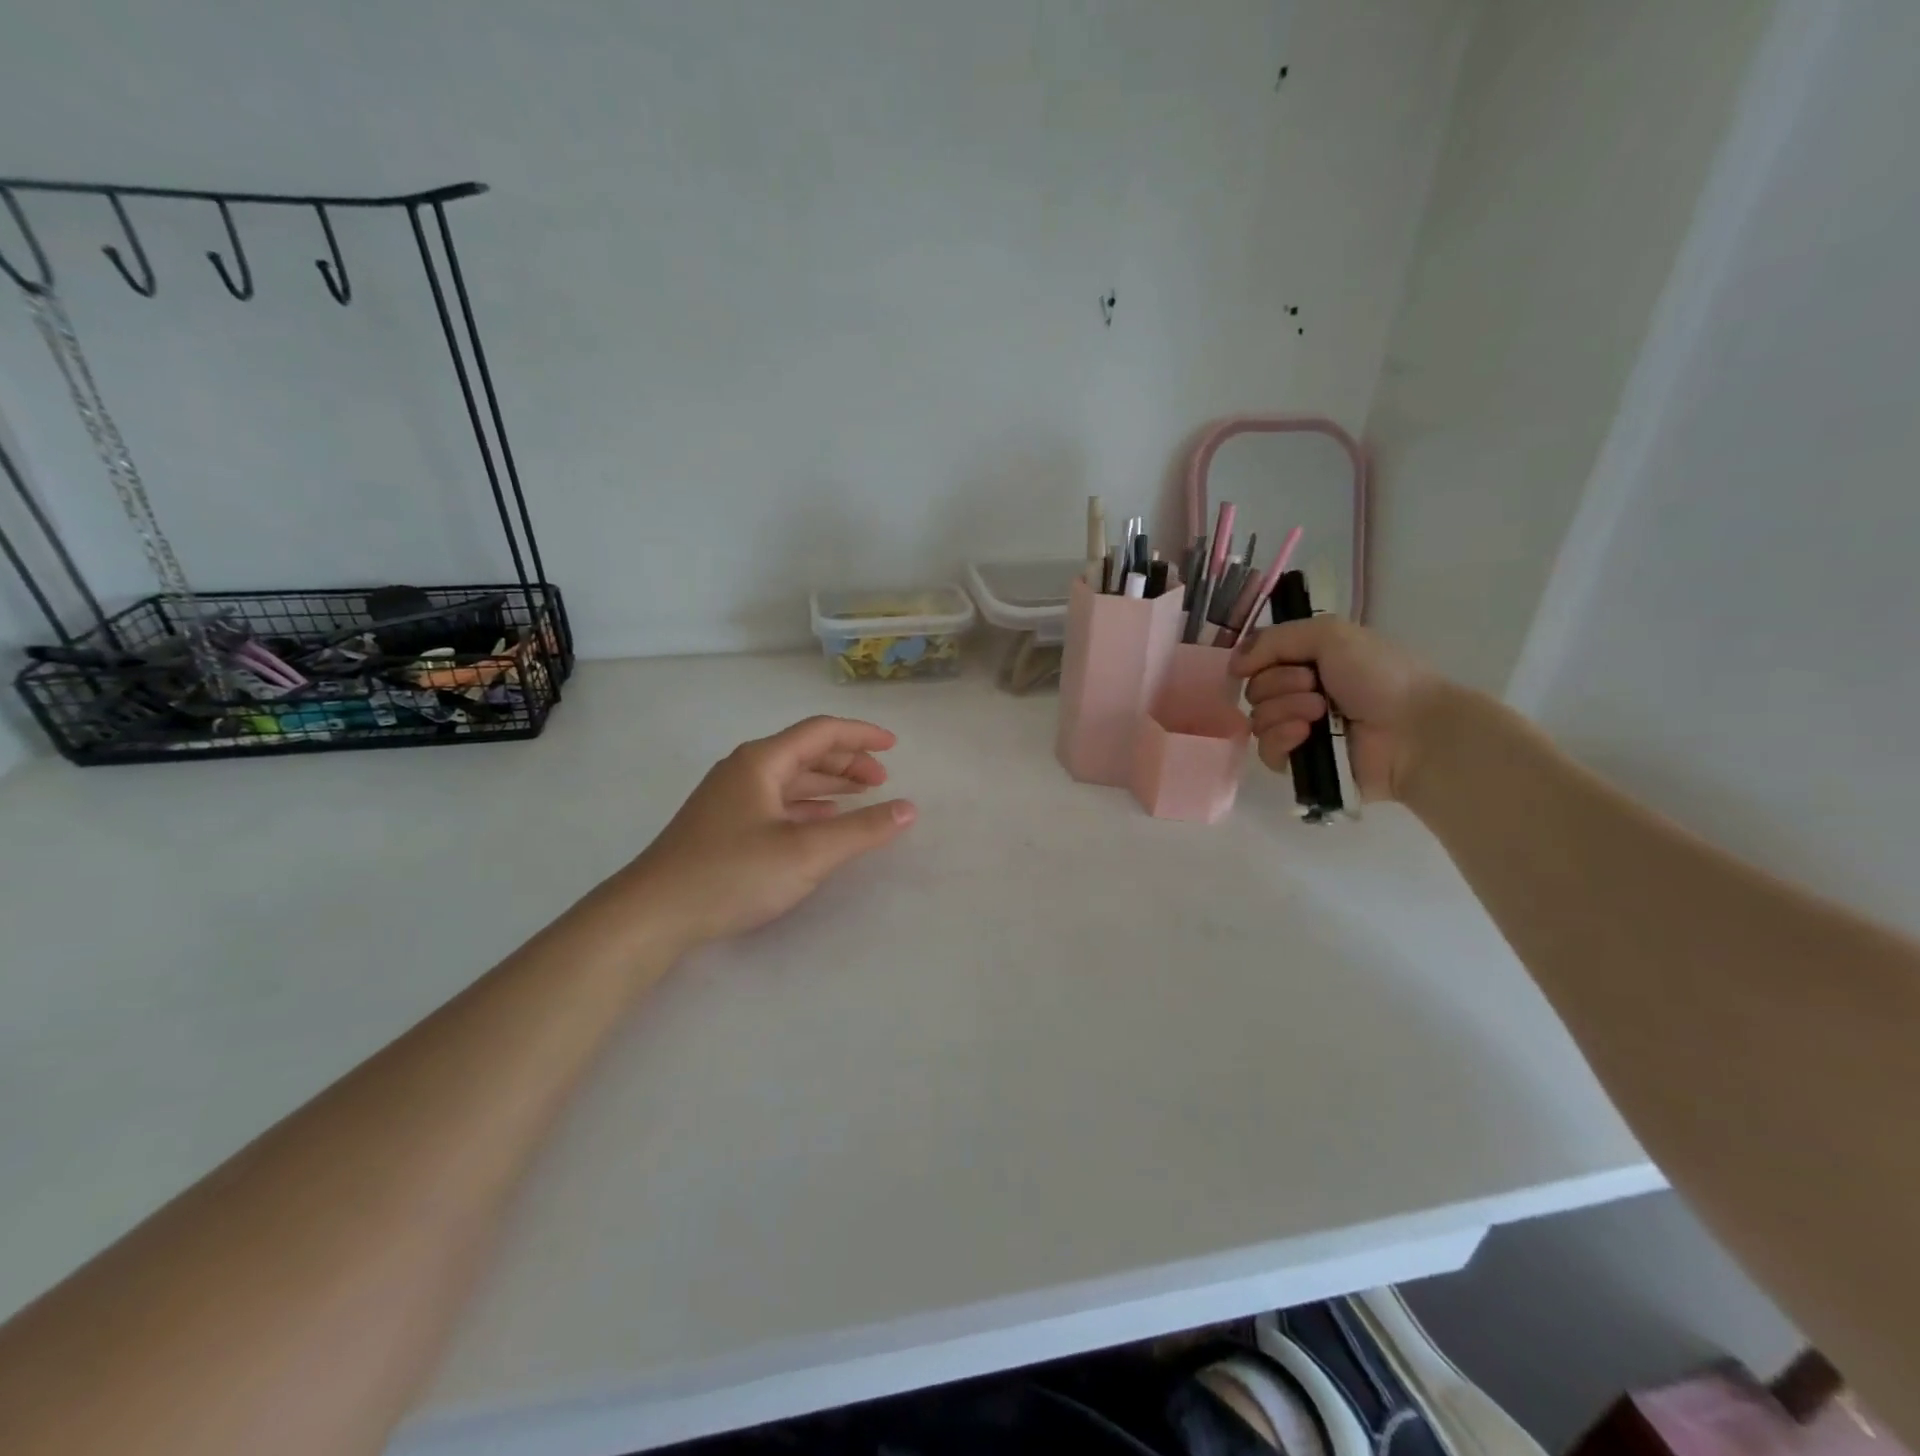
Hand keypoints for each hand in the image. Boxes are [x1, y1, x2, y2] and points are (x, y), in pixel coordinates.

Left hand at [593, 716, 915, 954]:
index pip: (821, 732)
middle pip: (805, 752)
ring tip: (861, 798)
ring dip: (828, 783)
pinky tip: (821, 822)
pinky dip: (806, 805)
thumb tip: (908, 809)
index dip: (862, 735)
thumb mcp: (806, 853)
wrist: (652, 915)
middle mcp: (744, 770)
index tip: (895, 747)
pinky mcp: (722, 825)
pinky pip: (776, 801)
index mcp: (762, 761)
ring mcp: (729, 797)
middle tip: (882, 781)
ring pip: (790, 778)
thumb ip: (861, 830)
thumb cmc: (732, 874)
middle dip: (848, 762)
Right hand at [1231, 617, 1436, 800]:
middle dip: (1280, 686)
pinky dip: (1282, 739)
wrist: (1413, 730)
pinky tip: (1305, 735)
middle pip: (1255, 690)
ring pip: (1257, 720)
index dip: (1263, 660)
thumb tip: (1233, 665)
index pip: (1259, 661)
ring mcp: (1298, 731)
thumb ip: (1274, 639)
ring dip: (1285, 711)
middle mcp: (1300, 695)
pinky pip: (1266, 752)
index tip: (1286, 661)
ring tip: (1320, 714)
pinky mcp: (1300, 764)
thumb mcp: (1329, 634)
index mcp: (1308, 663)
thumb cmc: (1379, 675)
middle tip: (1316, 688)